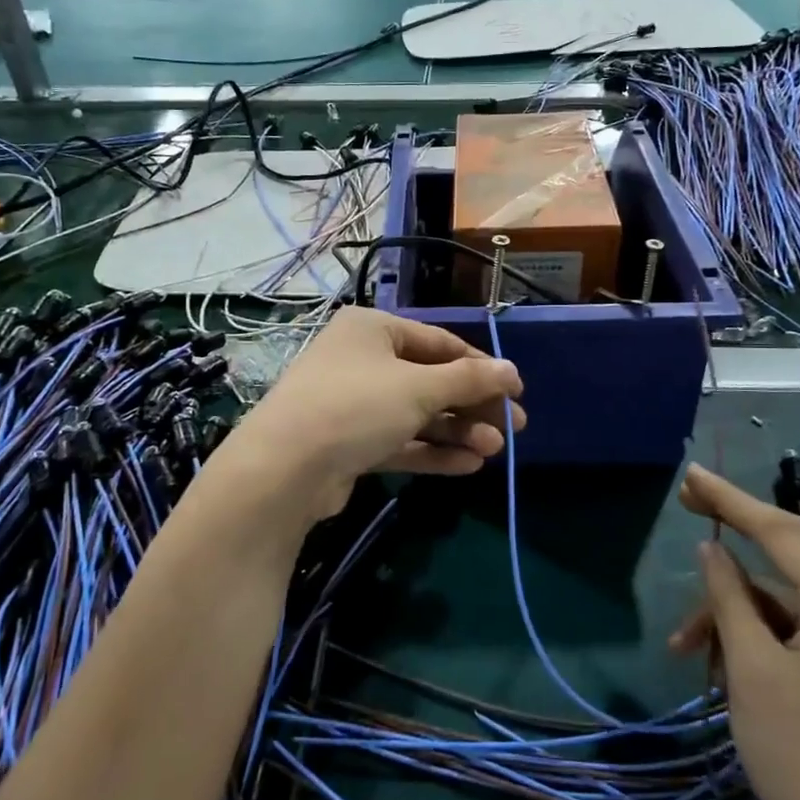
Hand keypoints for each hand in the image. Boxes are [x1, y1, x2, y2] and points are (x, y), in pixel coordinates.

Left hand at [215, 308, 524, 521]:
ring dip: (456, 431)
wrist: (284, 469)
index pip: (440, 342)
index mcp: (373, 329)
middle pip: (430, 380)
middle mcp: (362, 360)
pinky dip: (431, 451)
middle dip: (472, 406)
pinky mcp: (348, 443)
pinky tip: (468, 465)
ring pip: (416, 414)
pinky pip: (399, 441)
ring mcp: (353, 404)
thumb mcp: (419, 388)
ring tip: (494, 451)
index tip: (516, 391)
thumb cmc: (356, 406)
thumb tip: (512, 371)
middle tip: (513, 429)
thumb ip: (469, 380)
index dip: (481, 366)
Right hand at [668, 464, 799, 799]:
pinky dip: (759, 642)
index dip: (732, 500)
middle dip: (729, 560)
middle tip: (685, 517)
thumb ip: (729, 597)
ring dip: (735, 617)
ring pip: (785, 605)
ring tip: (687, 651)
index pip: (783, 532)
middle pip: (784, 566)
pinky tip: (724, 669)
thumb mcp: (752, 669)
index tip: (690, 477)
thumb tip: (713, 549)